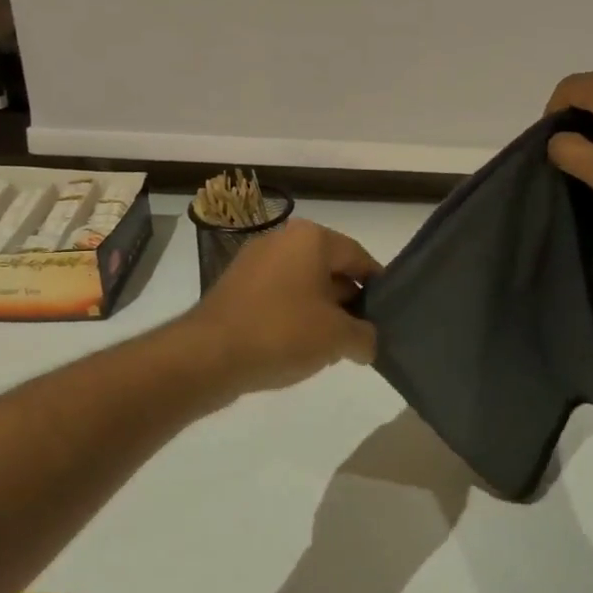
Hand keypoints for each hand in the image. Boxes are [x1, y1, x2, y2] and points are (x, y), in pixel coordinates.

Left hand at [185, 219, 380, 392]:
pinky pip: (278, 295)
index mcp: (312, 237)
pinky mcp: (235, 285)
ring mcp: (255, 261)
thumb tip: (368, 342)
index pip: (359, 257)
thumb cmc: (281, 332)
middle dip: (348, 301)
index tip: (387, 315)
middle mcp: (283, 238)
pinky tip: (297, 346)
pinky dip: (293, 315)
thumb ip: (364, 336)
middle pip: (331, 268)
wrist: (206, 355)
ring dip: (321, 311)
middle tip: (361, 335)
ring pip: (304, 283)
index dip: (377, 287)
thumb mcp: (337, 338)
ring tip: (330, 347)